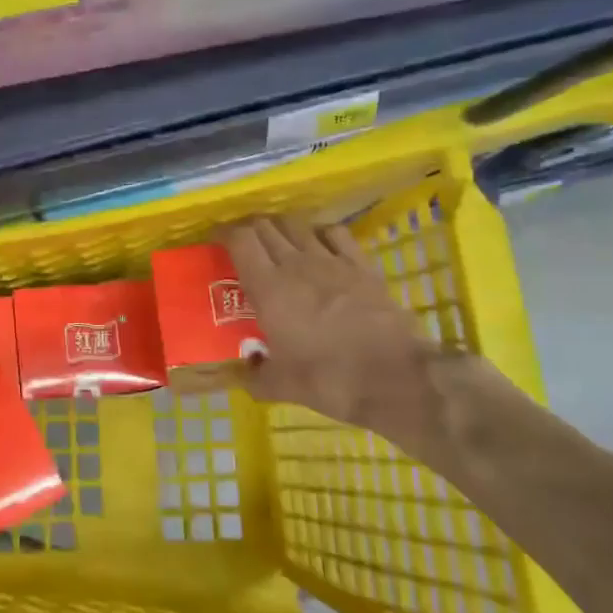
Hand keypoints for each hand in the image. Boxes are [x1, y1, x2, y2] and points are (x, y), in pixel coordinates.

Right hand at [226, 216, 467, 457]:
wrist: (395, 378)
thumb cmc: (329, 380)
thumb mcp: (281, 387)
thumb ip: (255, 376)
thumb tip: (244, 374)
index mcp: (268, 288)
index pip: (240, 240)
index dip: (225, 233)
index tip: (217, 240)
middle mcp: (296, 264)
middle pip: (266, 226)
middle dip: (251, 229)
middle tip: (244, 243)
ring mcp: (332, 261)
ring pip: (298, 225)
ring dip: (283, 227)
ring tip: (278, 240)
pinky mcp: (362, 265)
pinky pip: (336, 233)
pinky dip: (321, 232)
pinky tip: (320, 244)